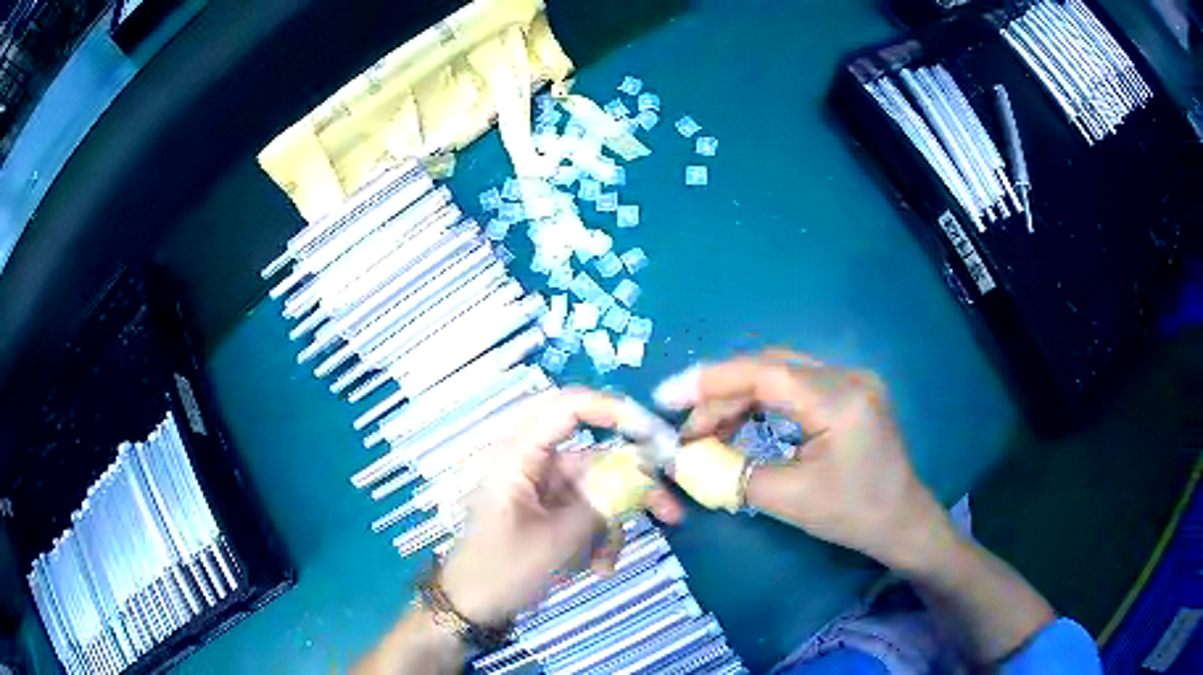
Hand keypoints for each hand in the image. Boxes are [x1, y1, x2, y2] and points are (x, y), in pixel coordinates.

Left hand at [439, 389, 682, 626]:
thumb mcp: (556, 541)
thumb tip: (643, 474)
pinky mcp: (550, 510)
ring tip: (609, 563)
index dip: (615, 410)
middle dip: (633, 489)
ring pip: (598, 491)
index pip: (570, 407)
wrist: (473, 606)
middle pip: (596, 457)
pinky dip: (599, 537)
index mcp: (520, 454)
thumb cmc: (501, 570)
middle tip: (670, 510)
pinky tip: (597, 567)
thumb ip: (601, 503)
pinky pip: (589, 513)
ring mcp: (544, 488)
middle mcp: (534, 463)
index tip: (655, 435)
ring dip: (612, 526)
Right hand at [654, 351, 950, 569]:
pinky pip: (796, 384)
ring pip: (780, 372)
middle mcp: (847, 376)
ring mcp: (852, 379)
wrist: (901, 521)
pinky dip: (762, 401)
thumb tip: (685, 459)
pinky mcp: (849, 391)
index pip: (764, 374)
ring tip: (708, 428)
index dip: (711, 382)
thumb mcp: (789, 499)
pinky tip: (742, 421)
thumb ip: (732, 473)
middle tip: (685, 423)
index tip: (667, 398)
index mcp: (839, 400)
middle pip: (769, 367)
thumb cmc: (852, 515)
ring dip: (739, 396)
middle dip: (720, 392)